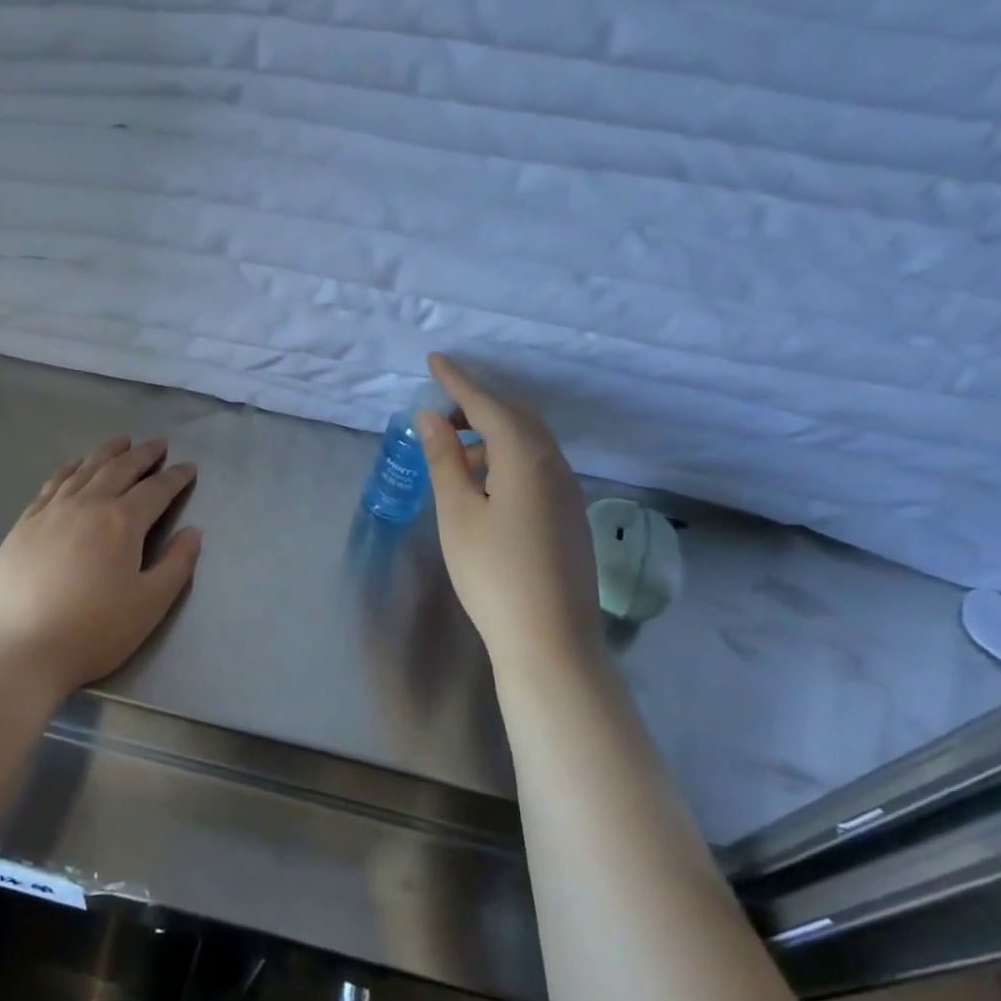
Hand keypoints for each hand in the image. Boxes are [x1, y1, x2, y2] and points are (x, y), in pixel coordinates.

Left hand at [0, 437, 201, 701]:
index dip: (176, 477)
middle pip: (119, 469)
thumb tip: (194, 531)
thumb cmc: (93, 632)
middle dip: (143, 454)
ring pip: (84, 469)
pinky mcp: (24, 524)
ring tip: (122, 442)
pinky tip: (74, 465)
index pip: (156, 489)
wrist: (18, 649)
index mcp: (121, 522)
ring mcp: (51, 511)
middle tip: (159, 444)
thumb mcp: (149, 605)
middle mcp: (87, 504)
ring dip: (107, 452)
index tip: (190, 467)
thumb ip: (177, 564)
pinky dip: (69, 468)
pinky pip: (52, 483)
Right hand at [418, 354, 601, 670]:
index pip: (488, 405)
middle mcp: (555, 465)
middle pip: (516, 417)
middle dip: (478, 403)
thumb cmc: (493, 572)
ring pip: (528, 442)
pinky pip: (536, 465)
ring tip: (454, 450)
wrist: (550, 640)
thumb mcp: (458, 512)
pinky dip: (506, 457)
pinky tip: (484, 483)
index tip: (435, 359)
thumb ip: (445, 459)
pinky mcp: (569, 515)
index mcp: (526, 458)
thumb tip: (431, 418)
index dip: (459, 381)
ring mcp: (568, 491)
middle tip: (440, 407)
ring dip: (491, 433)